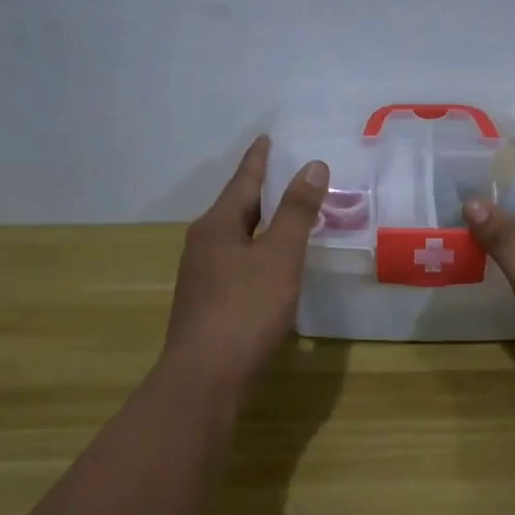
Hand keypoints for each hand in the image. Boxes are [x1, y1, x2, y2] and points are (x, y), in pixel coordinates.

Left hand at [163, 136, 327, 389]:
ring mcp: (203, 277)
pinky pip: (238, 265)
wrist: (206, 377)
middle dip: (262, 192)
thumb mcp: (279, 256)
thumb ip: (297, 212)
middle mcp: (203, 245)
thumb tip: (312, 165)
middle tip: (289, 176)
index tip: (268, 138)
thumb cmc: (246, 310)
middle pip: (237, 209)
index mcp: (217, 226)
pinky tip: (273, 267)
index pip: (243, 182)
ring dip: (262, 225)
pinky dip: (259, 254)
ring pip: (237, 239)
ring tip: (288, 217)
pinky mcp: (209, 304)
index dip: (259, 160)